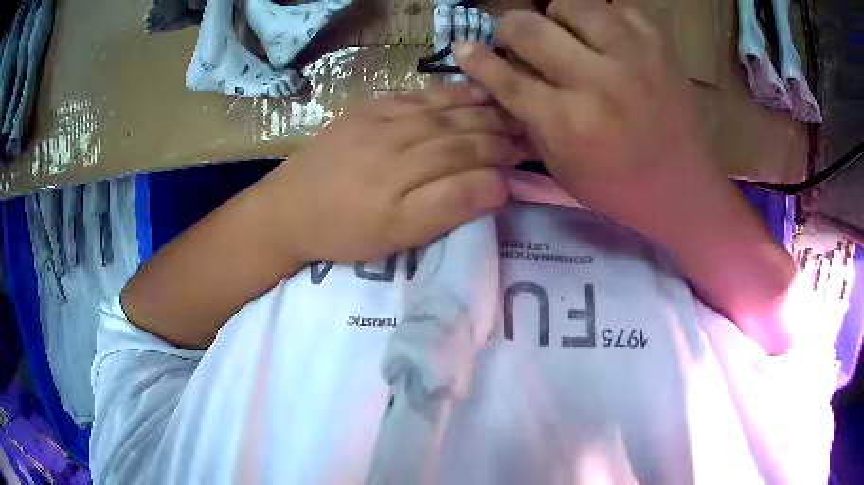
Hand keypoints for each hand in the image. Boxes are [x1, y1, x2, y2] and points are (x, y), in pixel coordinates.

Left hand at [261, 84, 524, 263]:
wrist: (286, 209)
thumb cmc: (343, 231)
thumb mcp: (398, 235)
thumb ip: (449, 207)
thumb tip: (499, 185)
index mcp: (405, 173)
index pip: (469, 155)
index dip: (503, 152)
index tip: (529, 151)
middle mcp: (397, 136)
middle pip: (459, 126)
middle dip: (498, 126)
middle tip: (527, 126)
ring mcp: (379, 117)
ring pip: (440, 106)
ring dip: (478, 104)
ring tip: (508, 102)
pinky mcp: (365, 108)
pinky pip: (414, 94)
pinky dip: (445, 90)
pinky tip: (465, 88)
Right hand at [454, 2, 798, 354]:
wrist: (692, 198)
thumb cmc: (627, 200)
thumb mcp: (566, 176)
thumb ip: (527, 128)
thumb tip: (496, 94)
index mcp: (571, 123)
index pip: (502, 72)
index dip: (478, 59)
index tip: (465, 53)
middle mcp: (599, 81)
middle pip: (530, 25)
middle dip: (513, 32)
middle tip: (515, 45)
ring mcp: (634, 56)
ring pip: (569, 4)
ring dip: (555, 17)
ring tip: (561, 40)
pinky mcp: (658, 46)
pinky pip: (609, 6)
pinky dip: (593, 13)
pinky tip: (595, 38)